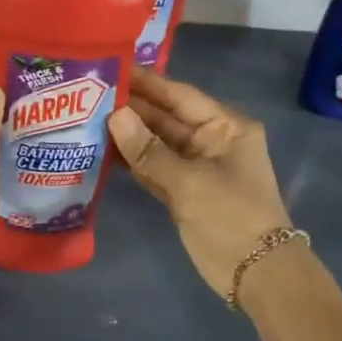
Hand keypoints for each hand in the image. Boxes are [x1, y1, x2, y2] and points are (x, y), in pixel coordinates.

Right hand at [109, 68, 293, 298]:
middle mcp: (210, 141)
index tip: (111, 68)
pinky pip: (152, 169)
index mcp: (225, 127)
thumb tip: (114, 116)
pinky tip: (101, 151)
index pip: (180, 96)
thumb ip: (149, 151)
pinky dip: (131, 162)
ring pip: (155, 145)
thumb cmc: (232, 217)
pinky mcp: (182, 193)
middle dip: (130, 109)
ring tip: (86, 118)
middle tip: (87, 94)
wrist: (255, 273)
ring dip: (126, 135)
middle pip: (165, 118)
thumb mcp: (190, 182)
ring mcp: (195, 168)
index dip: (146, 83)